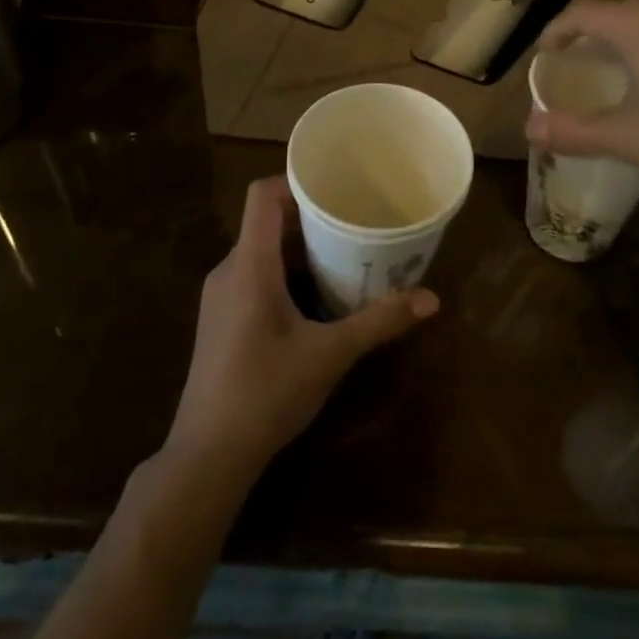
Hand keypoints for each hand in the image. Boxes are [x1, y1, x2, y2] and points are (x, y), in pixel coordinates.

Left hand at [165, 177, 438, 479]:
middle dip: (310, 218)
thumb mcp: (330, 355)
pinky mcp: (221, 320)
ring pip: (261, 251)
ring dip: (300, 249)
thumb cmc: (266, 393)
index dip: (296, 182)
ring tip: (343, 254)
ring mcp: (221, 297)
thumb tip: (431, 299)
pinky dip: (286, 273)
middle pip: (266, 222)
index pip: (262, 195)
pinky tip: (316, 297)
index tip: (336, 187)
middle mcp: (229, 270)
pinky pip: (254, 276)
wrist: (207, 456)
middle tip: (354, 221)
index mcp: (249, 265)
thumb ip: (379, 321)